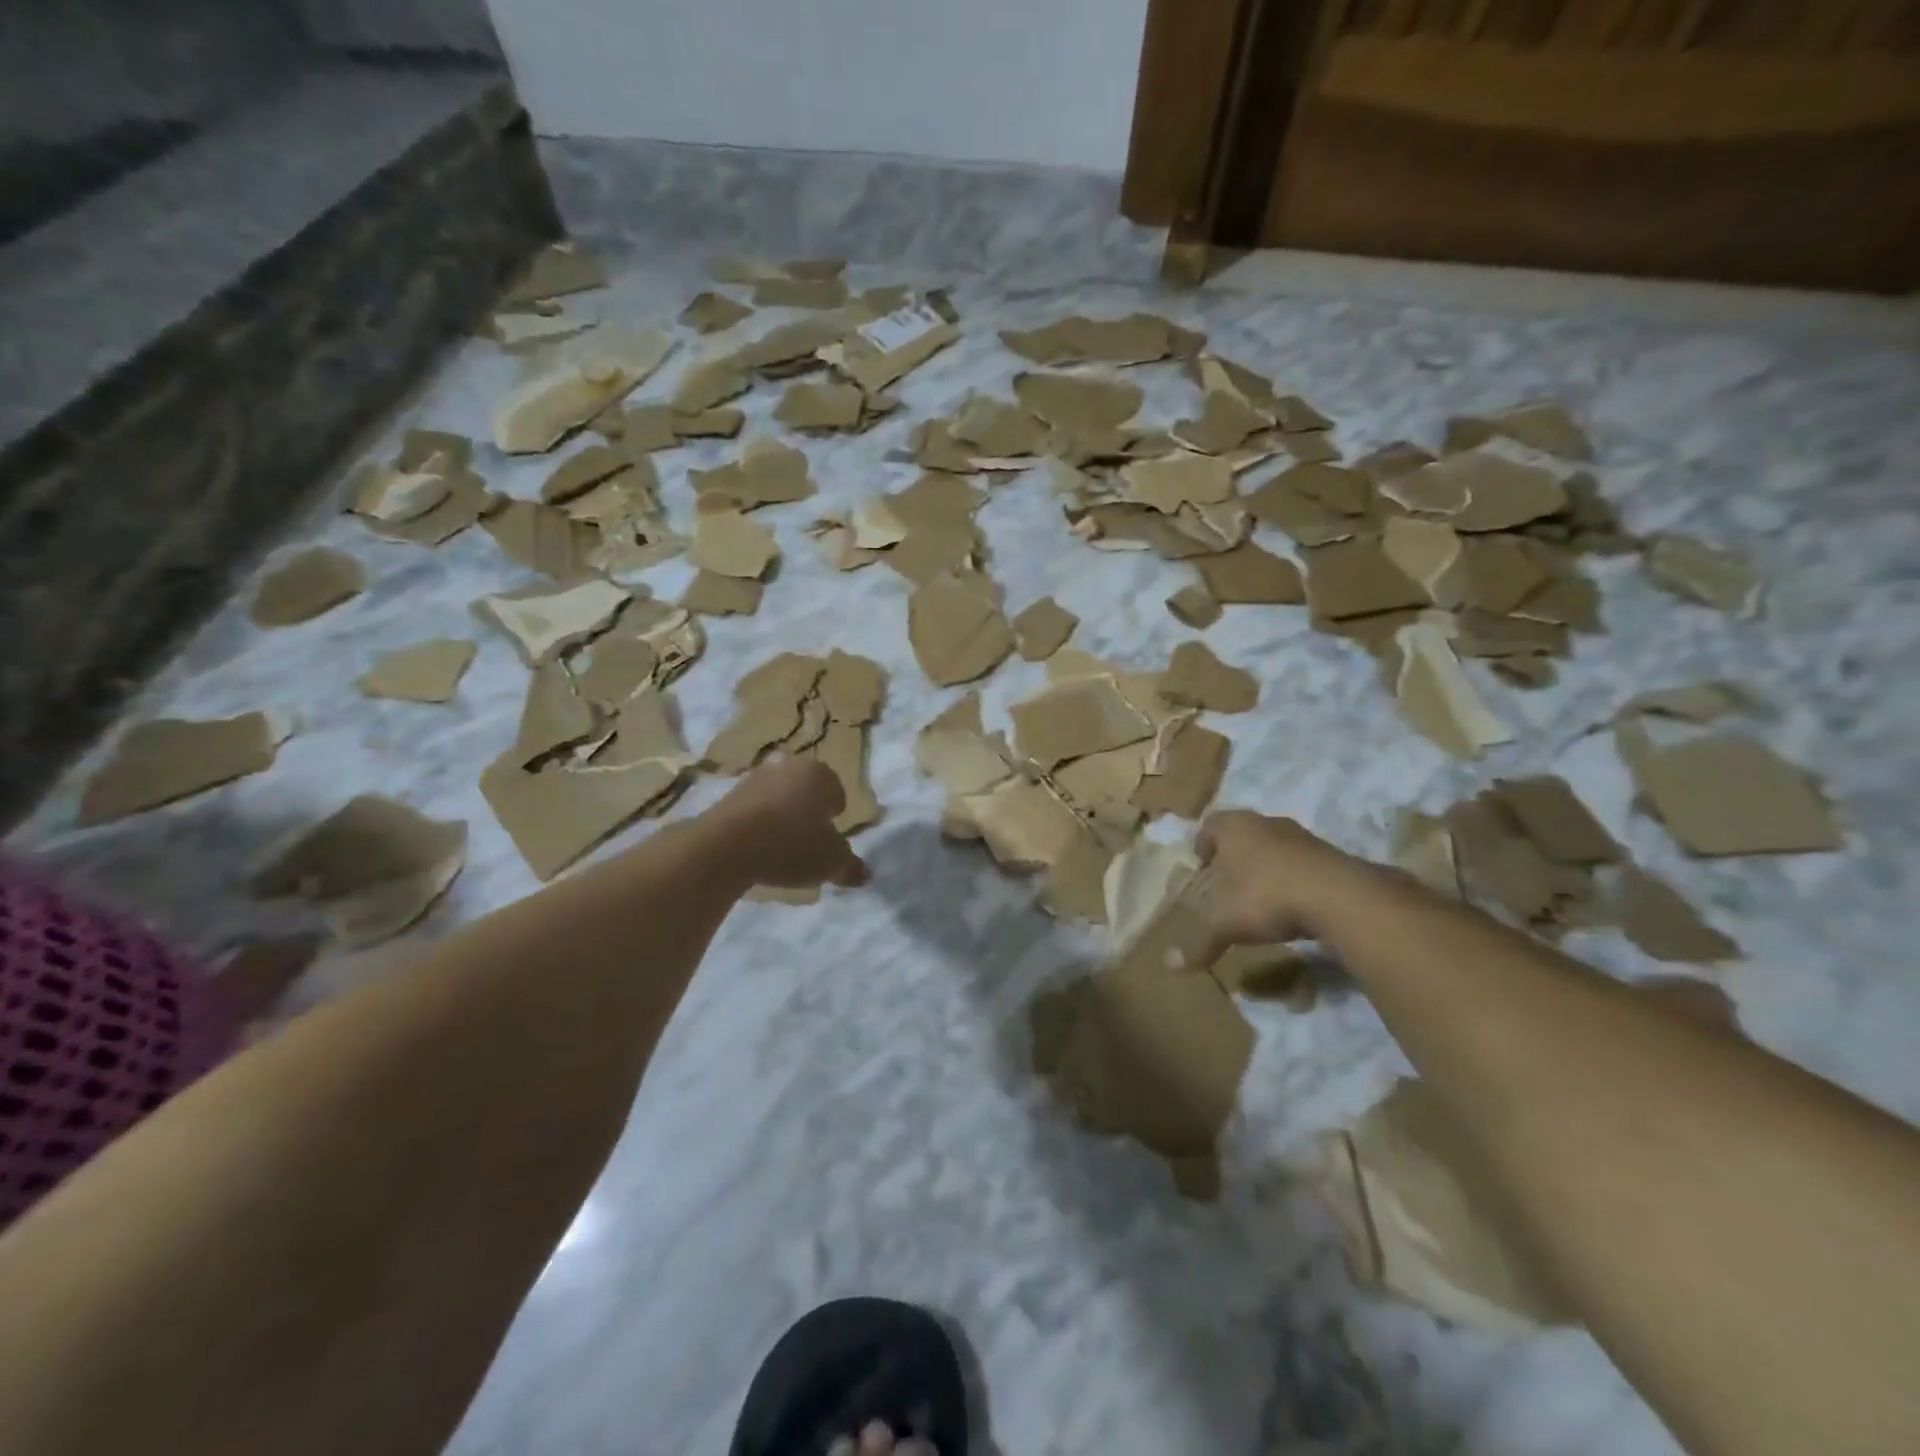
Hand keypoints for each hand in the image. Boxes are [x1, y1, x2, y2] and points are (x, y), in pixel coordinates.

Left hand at [707, 758, 868, 890]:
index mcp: (820, 774)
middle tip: (808, 844)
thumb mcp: (832, 862)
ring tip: (780, 851)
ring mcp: (754, 778)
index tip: (831, 838)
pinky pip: (752, 811)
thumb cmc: (793, 844)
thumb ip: (851, 867)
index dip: (836, 815)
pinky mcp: (727, 795)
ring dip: (781, 819)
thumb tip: (866, 874)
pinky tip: (756, 851)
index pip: (837, 790)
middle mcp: (789, 767)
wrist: (727, 846)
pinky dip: (757, 827)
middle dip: (808, 813)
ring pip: (778, 799)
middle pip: (806, 791)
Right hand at [1195, 810, 1365, 955]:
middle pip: (1243, 832)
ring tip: (1260, 895)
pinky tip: (1292, 904)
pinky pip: (1301, 862)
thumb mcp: (1226, 924)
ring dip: (1266, 865)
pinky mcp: (1330, 853)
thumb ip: (1200, 942)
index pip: (1209, 825)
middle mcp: (1265, 822)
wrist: (1339, 897)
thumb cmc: (1266, 897)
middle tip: (1227, 880)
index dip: (1202, 843)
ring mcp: (1301, 835)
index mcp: (1233, 827)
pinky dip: (1293, 877)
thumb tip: (1171, 965)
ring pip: (1273, 845)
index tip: (1201, 864)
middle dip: (1234, 855)